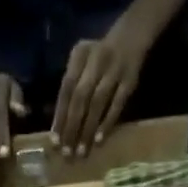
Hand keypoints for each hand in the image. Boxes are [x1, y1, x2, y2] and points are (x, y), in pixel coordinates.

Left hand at [51, 33, 148, 157]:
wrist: (132, 33)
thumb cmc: (99, 56)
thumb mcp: (83, 61)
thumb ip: (72, 86)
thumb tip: (60, 126)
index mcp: (80, 54)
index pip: (66, 88)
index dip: (60, 116)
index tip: (55, 142)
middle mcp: (96, 59)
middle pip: (80, 97)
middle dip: (72, 127)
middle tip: (67, 153)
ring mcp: (114, 69)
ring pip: (97, 103)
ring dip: (88, 129)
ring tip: (81, 152)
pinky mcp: (130, 79)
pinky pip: (117, 104)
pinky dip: (107, 122)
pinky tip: (99, 140)